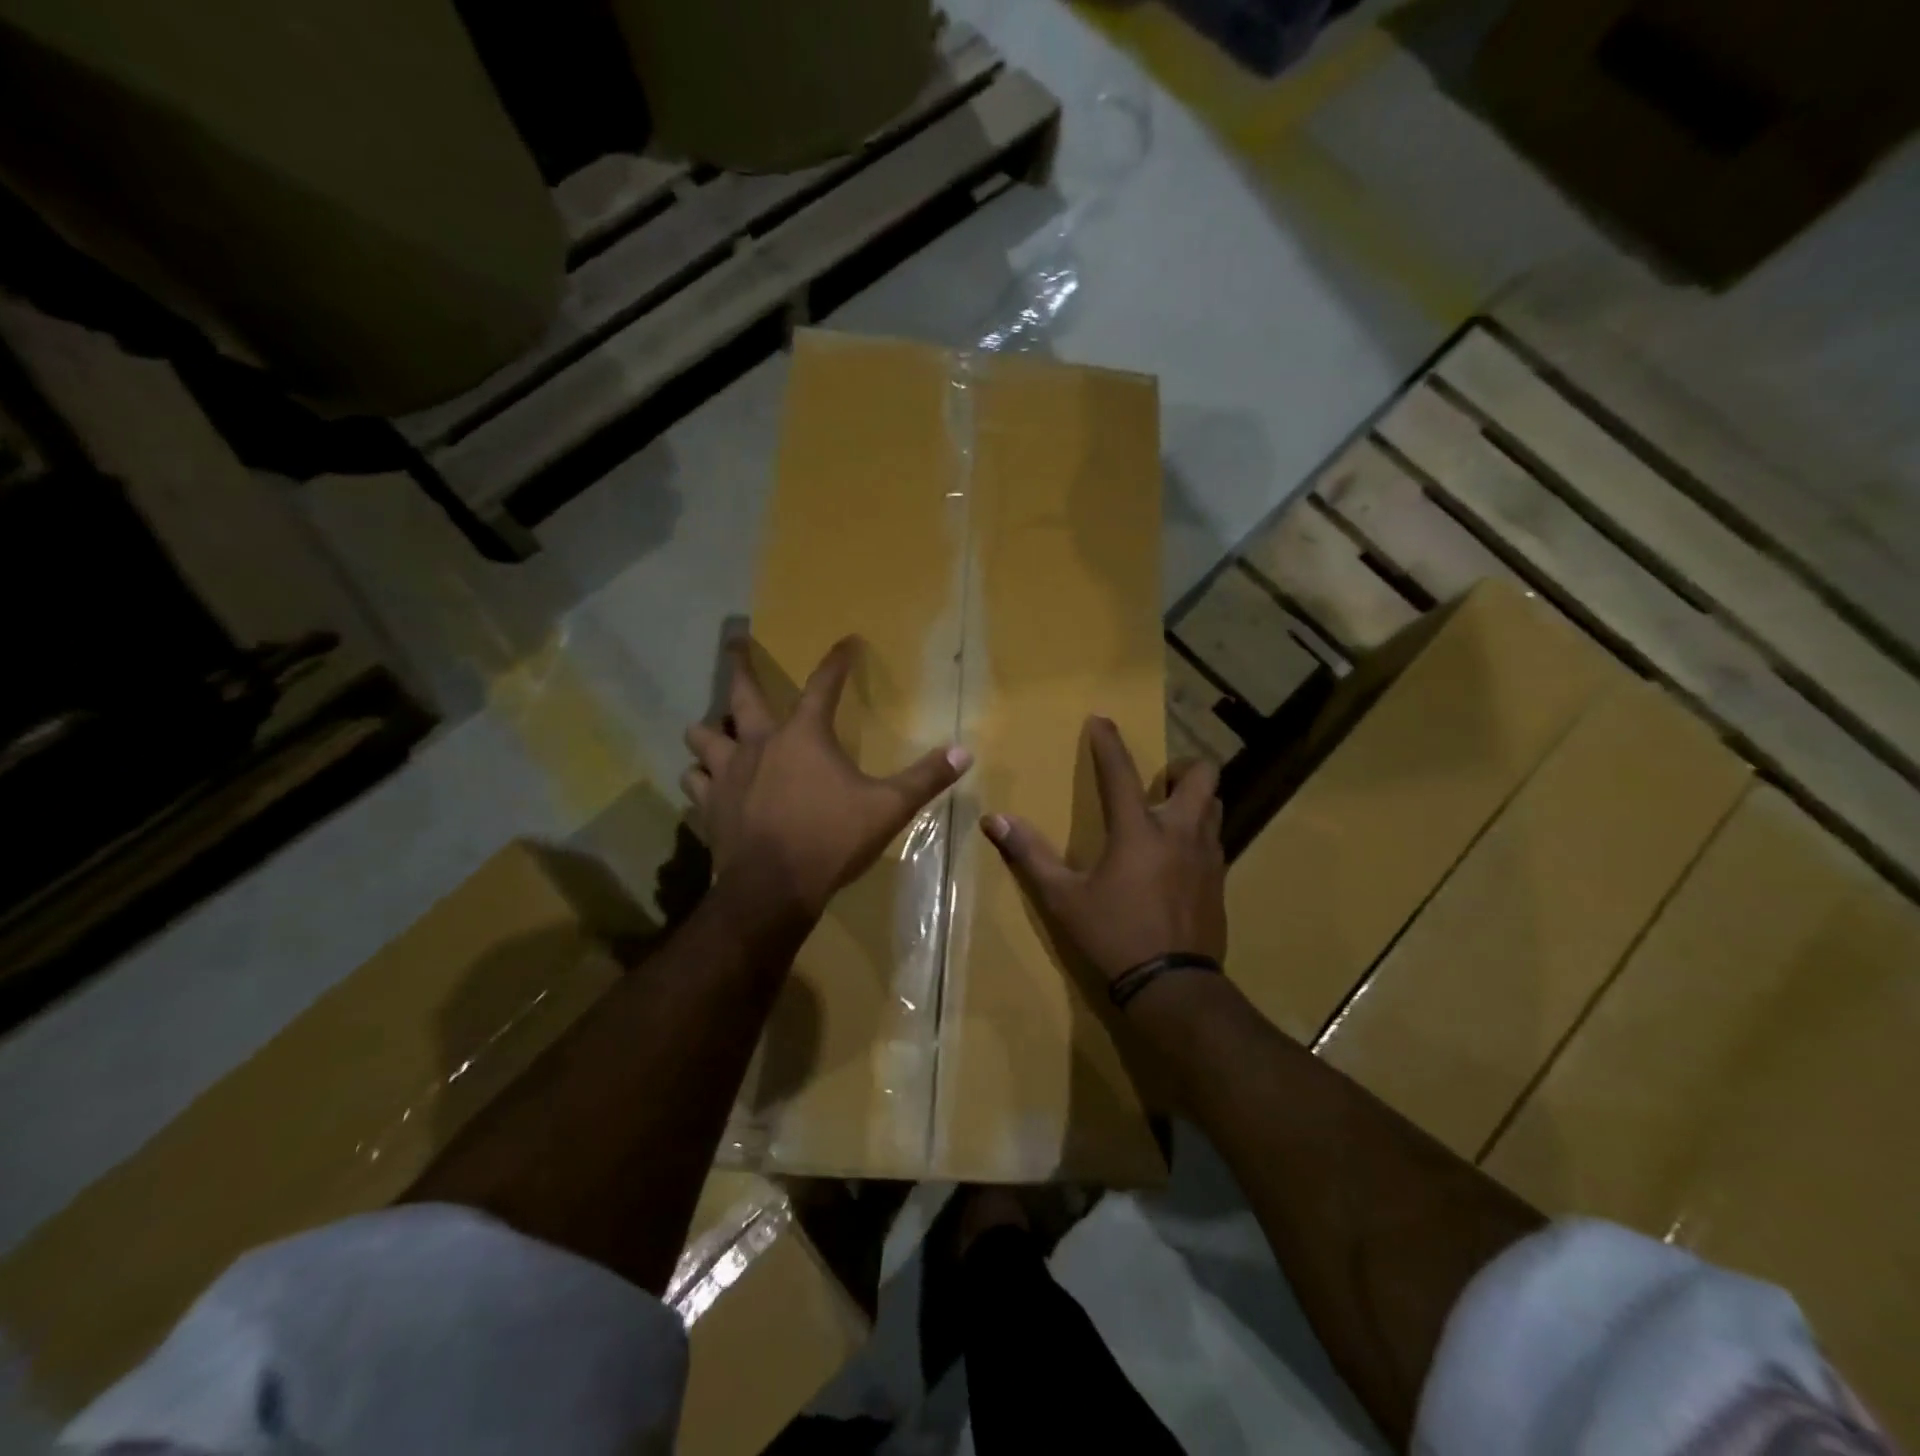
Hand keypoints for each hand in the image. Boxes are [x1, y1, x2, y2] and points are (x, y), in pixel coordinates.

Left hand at [683, 636, 971, 923]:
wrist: (774, 889)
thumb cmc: (832, 840)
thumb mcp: (888, 808)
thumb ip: (925, 779)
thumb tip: (964, 753)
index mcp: (804, 736)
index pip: (824, 685)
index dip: (837, 661)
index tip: (847, 642)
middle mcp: (760, 743)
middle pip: (741, 693)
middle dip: (738, 663)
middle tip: (734, 642)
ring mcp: (728, 773)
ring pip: (703, 735)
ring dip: (710, 729)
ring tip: (716, 728)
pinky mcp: (710, 805)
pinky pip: (694, 780)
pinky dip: (700, 775)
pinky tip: (706, 780)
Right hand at [982, 717, 1225, 986]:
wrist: (1173, 986)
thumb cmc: (1113, 935)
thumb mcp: (1063, 898)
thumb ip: (1030, 855)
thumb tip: (995, 820)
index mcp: (1138, 830)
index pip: (1120, 772)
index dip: (1108, 742)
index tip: (1101, 719)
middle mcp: (1180, 832)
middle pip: (1202, 776)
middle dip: (1183, 767)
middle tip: (1159, 782)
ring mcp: (1207, 856)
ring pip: (1216, 806)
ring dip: (1196, 799)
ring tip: (1169, 815)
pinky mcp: (1220, 881)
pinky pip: (1216, 840)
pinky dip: (1199, 833)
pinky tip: (1178, 858)